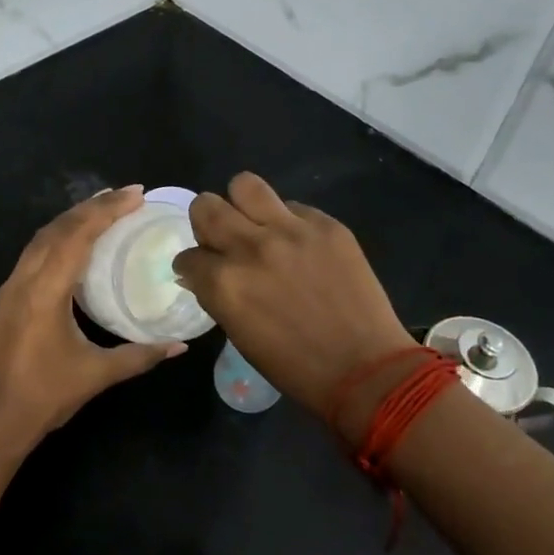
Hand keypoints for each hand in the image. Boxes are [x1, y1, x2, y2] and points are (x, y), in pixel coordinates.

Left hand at [0, 186, 184, 460]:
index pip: (78, 236)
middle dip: (93, 207)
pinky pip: (33, 253)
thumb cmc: (44, 397)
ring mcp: (10, 288)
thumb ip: (140, 355)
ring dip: (72, 219)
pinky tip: (74, 245)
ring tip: (103, 209)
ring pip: (41, 238)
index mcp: (45, 291)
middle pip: (58, 228)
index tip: (137, 194)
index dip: (108, 211)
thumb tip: (179, 346)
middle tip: (127, 195)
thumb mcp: (97, 374)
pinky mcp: (5, 300)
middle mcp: (24, 279)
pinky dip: (57, 238)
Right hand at [174, 173, 414, 416]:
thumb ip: (216, 295)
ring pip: (245, 185)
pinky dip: (287, 221)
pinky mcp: (326, 225)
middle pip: (206, 206)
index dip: (192, 265)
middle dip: (205, 222)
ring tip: (255, 222)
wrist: (365, 369)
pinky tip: (299, 244)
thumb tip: (201, 273)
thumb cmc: (295, 367)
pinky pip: (293, 206)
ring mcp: (291, 231)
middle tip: (222, 238)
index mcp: (224, 283)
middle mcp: (250, 248)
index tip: (201, 271)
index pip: (188, 256)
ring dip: (241, 203)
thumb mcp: (239, 334)